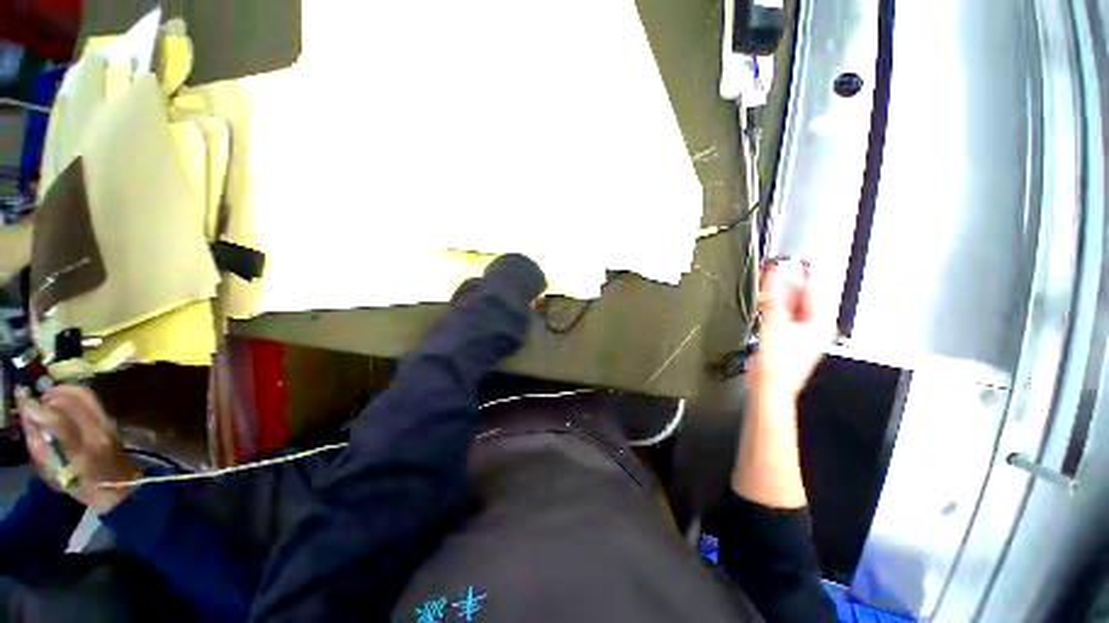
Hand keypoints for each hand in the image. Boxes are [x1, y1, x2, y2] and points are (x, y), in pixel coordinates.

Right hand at [17, 385, 140, 513]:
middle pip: (73, 400)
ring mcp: (108, 424)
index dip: (37, 408)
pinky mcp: (112, 420)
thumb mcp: (50, 472)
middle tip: (38, 400)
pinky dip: (73, 396)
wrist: (115, 488)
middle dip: (51, 396)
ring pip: (84, 395)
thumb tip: (28, 416)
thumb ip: (38, 443)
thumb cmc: (78, 486)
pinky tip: (63, 402)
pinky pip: (91, 400)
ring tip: (49, 400)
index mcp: (81, 449)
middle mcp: (97, 432)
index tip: (22, 398)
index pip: (57, 420)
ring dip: (63, 393)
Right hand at [746, 259, 829, 404]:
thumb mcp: (775, 324)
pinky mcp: (788, 334)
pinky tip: (767, 297)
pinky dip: (776, 303)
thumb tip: (776, 272)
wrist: (768, 385)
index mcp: (821, 321)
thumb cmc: (779, 364)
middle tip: (777, 266)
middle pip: (805, 294)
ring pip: (794, 303)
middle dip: (790, 280)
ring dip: (781, 291)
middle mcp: (816, 324)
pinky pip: (784, 312)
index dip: (803, 271)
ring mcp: (802, 330)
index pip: (817, 287)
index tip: (790, 259)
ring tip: (770, 278)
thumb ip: (775, 296)